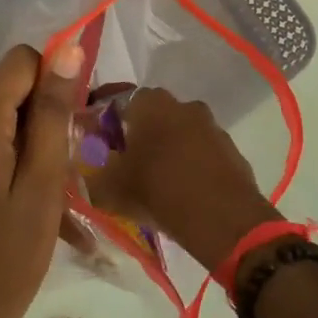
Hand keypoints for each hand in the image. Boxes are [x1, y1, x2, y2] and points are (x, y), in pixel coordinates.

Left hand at [0, 43, 82, 317]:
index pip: (20, 62)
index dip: (56, 79)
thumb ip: (54, 115)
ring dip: (39, 152)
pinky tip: (41, 213)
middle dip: (50, 121)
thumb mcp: (42, 186)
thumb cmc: (5, 260)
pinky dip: (20, 171)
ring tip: (62, 202)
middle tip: (74, 171)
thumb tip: (66, 49)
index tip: (79, 123)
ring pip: (6, 127)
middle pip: (12, 95)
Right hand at [87, 89, 277, 271]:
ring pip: (181, 133)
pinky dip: (191, 165)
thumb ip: (93, 169)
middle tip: (127, 163)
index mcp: (152, 103)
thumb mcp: (110, 186)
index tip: (102, 143)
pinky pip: (202, 152)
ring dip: (168, 150)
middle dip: (141, 135)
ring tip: (156, 181)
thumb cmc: (157, 191)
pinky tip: (183, 191)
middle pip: (155, 116)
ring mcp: (212, 126)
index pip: (124, 100)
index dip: (110, 121)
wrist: (221, 217)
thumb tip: (87, 163)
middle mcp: (184, 105)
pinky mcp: (231, 150)